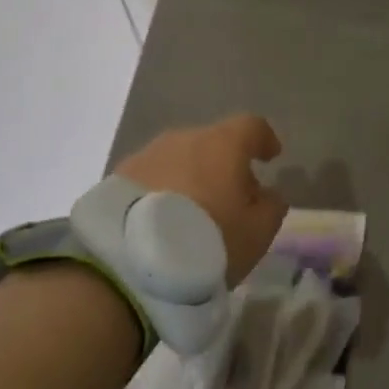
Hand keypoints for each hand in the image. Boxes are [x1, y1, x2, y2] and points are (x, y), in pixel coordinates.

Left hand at [116, 114, 287, 286]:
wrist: (130, 262)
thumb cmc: (209, 240)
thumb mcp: (257, 232)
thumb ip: (271, 207)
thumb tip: (267, 194)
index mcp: (222, 144)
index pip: (251, 126)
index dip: (264, 140)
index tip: (270, 156)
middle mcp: (183, 139)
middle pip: (213, 144)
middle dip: (225, 166)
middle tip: (232, 198)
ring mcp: (146, 155)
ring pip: (179, 160)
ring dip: (191, 178)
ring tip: (194, 213)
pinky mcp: (117, 178)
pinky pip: (152, 178)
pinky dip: (164, 192)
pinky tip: (164, 221)